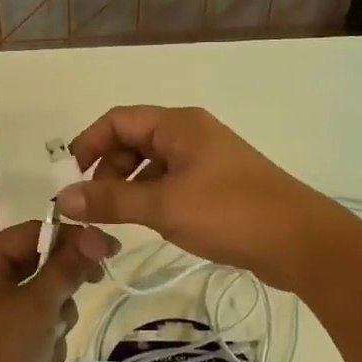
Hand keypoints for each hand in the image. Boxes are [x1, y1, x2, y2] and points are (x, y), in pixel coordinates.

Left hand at [0, 220, 115, 361]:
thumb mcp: (37, 309)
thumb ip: (67, 268)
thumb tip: (96, 234)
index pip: (35, 232)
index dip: (75, 239)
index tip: (111, 252)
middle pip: (39, 263)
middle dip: (62, 289)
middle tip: (86, 296)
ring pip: (40, 295)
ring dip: (56, 318)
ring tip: (50, 343)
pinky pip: (31, 321)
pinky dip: (44, 337)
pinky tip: (43, 361)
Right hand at [57, 106, 350, 291]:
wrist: (299, 241)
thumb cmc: (229, 213)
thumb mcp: (163, 206)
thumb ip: (110, 200)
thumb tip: (62, 198)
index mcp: (178, 125)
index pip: (117, 120)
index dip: (88, 145)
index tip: (70, 181)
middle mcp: (190, 134)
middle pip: (133, 141)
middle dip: (107, 171)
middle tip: (96, 209)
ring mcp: (206, 160)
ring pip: (151, 165)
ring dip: (128, 188)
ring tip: (119, 222)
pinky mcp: (217, 186)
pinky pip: (171, 184)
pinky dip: (152, 199)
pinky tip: (150, 225)